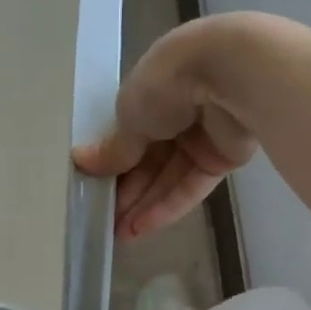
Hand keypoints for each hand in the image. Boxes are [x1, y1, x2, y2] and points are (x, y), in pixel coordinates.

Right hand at [73, 17, 260, 239]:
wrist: (228, 75)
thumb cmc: (167, 84)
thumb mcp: (129, 115)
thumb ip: (114, 147)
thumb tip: (82, 163)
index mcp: (153, 90)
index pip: (130, 133)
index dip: (113, 163)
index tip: (95, 189)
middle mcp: (179, 111)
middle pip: (150, 158)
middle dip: (128, 190)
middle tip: (104, 221)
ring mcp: (204, 136)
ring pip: (170, 176)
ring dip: (145, 204)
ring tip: (119, 234)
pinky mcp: (225, 157)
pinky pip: (193, 185)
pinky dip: (169, 206)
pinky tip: (143, 227)